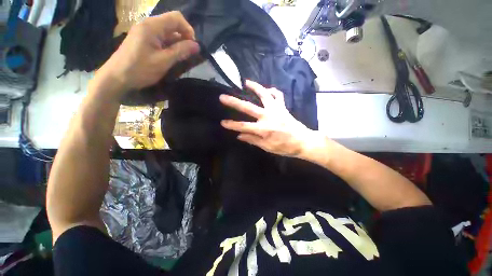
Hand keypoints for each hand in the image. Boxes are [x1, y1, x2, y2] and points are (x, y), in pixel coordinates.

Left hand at [97, 11, 199, 93]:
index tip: (193, 46)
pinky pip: (160, 38)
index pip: (176, 18)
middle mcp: (148, 24)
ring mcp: (144, 32)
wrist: (116, 77)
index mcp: (152, 26)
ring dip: (177, 42)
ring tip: (182, 57)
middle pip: (172, 23)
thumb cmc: (140, 69)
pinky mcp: (143, 40)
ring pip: (167, 32)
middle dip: (184, 37)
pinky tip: (171, 56)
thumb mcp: (163, 61)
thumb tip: (197, 46)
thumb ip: (181, 51)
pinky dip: (169, 45)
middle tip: (189, 53)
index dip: (188, 30)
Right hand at [220, 80, 323, 157]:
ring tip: (246, 82)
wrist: (303, 141)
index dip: (232, 125)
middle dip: (234, 102)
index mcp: (263, 129)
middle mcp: (268, 117)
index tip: (222, 122)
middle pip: (248, 108)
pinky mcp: (283, 107)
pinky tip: (267, 89)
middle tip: (223, 97)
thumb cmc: (285, 147)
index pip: (243, 126)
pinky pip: (278, 95)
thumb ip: (253, 140)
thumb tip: (240, 136)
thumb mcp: (267, 147)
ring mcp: (276, 110)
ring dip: (255, 87)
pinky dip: (272, 91)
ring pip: (264, 95)